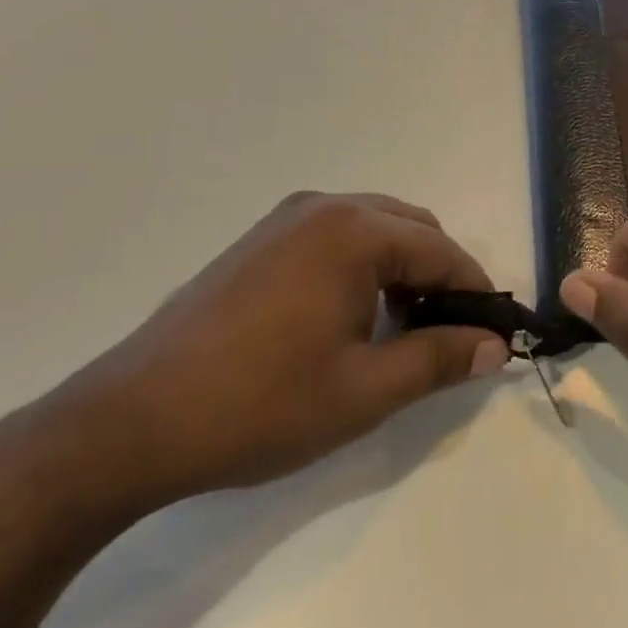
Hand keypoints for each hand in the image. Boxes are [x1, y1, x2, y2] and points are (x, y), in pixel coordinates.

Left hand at [36, 192, 509, 512]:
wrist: (133, 420)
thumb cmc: (260, 404)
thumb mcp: (363, 391)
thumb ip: (437, 360)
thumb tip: (494, 346)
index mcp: (353, 231)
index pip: (441, 250)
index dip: (474, 292)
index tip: (493, 334)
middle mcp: (323, 207)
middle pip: (411, 229)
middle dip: (439, 276)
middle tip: (446, 337)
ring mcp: (285, 218)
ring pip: (373, 230)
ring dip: (400, 270)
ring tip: (399, 332)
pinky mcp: (259, 239)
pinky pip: (335, 237)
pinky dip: (362, 266)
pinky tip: (349, 318)